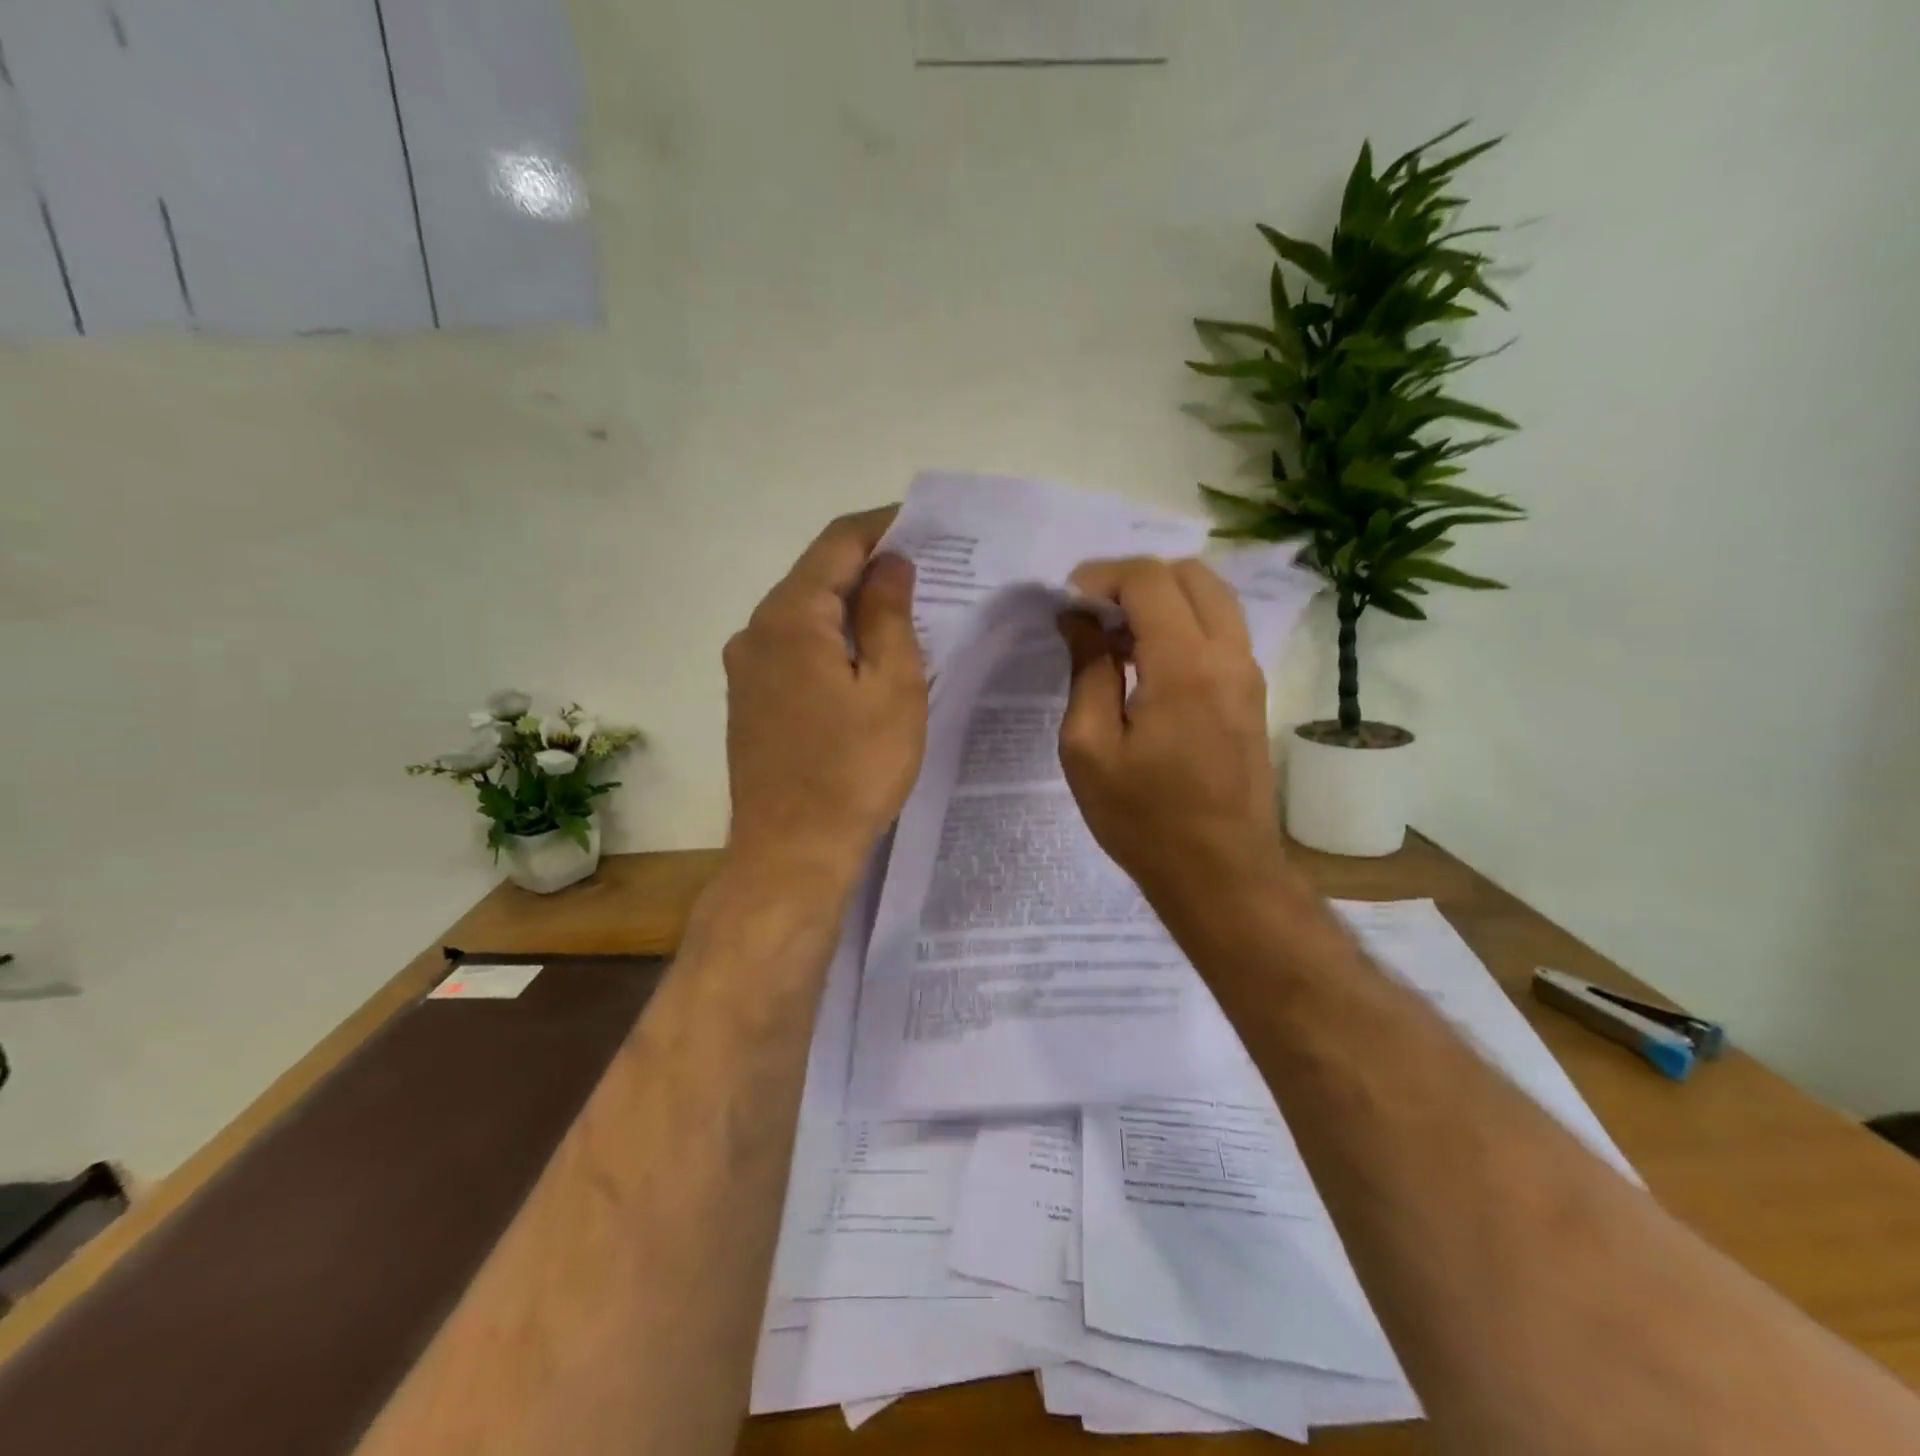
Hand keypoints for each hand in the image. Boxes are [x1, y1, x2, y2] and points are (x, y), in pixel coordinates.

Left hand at [724, 508, 927, 886]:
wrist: (791, 854)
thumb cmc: (854, 770)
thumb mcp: (892, 688)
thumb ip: (890, 615)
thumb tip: (891, 564)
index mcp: (790, 617)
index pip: (837, 543)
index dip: (882, 526)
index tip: (925, 524)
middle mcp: (756, 630)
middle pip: (817, 574)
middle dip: (870, 565)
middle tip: (926, 569)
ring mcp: (746, 667)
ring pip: (805, 613)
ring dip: (851, 604)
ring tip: (904, 611)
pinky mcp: (750, 699)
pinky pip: (795, 648)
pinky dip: (831, 638)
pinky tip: (865, 656)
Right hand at [1057, 557, 1290, 917]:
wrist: (1220, 872)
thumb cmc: (1143, 818)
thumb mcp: (1089, 747)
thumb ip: (1087, 671)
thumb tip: (1080, 621)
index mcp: (1184, 665)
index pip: (1148, 580)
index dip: (1101, 577)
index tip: (1067, 601)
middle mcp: (1227, 655)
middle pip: (1189, 573)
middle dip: (1134, 579)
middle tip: (1091, 612)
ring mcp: (1247, 672)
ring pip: (1211, 596)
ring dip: (1161, 598)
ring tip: (1115, 634)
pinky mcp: (1251, 692)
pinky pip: (1220, 629)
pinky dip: (1181, 622)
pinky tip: (1145, 659)